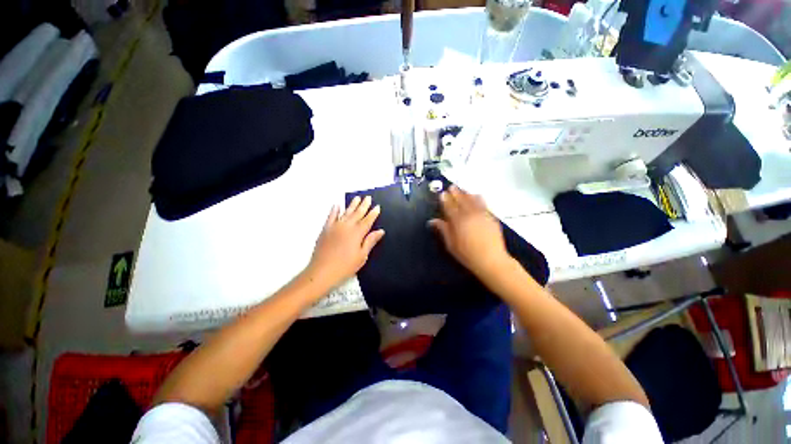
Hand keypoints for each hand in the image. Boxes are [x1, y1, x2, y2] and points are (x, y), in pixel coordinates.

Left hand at [306, 196, 384, 289]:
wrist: (322, 271)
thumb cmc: (345, 266)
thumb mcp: (362, 256)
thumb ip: (370, 241)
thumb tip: (380, 231)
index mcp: (357, 233)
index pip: (367, 220)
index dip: (373, 213)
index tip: (377, 206)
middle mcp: (347, 226)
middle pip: (357, 213)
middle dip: (363, 205)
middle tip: (368, 197)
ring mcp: (335, 226)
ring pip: (345, 212)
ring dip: (352, 205)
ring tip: (357, 198)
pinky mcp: (325, 229)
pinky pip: (331, 217)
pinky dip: (334, 210)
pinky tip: (337, 205)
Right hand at [429, 185, 510, 278]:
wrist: (491, 260)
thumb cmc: (467, 254)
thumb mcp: (451, 244)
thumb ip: (443, 230)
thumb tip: (433, 221)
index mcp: (458, 221)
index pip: (450, 206)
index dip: (445, 199)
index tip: (442, 193)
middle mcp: (470, 214)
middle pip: (461, 200)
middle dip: (456, 192)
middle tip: (451, 187)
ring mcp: (482, 214)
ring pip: (473, 199)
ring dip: (467, 193)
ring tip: (463, 190)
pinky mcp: (491, 217)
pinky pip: (483, 204)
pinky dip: (478, 199)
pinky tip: (477, 197)